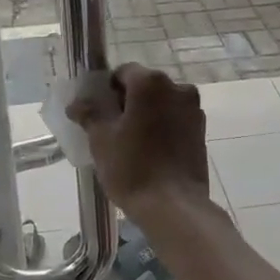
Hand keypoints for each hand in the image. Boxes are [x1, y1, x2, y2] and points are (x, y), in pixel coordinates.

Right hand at [66, 64, 209, 213]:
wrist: (174, 207)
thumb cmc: (132, 167)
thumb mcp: (101, 140)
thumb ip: (89, 114)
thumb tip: (77, 103)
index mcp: (150, 83)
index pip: (123, 73)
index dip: (107, 89)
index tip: (98, 111)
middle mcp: (177, 88)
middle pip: (145, 86)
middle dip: (128, 101)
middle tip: (111, 127)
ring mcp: (193, 109)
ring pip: (162, 103)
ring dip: (147, 114)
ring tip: (131, 141)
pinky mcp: (202, 131)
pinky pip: (175, 120)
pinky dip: (162, 127)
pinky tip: (151, 151)